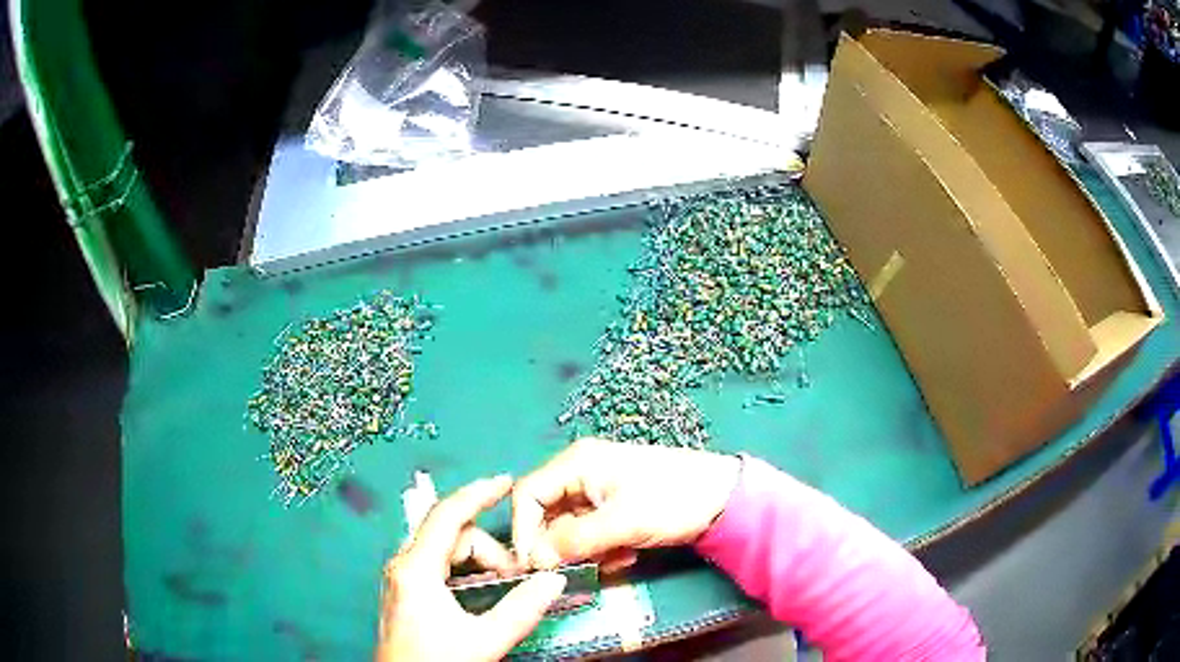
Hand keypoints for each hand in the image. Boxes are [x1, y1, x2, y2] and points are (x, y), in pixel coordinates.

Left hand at [376, 476, 567, 661]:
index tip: (507, 483)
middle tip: (517, 578)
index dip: (478, 494)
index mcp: (416, 568)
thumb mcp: (484, 640)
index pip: (448, 515)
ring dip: (478, 562)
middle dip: (488, 550)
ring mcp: (402, 578)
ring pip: (445, 550)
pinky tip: (481, 590)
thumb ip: (521, 610)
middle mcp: (404, 565)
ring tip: (503, 587)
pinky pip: (438, 565)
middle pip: (451, 535)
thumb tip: (553, 580)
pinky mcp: (405, 591)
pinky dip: (464, 570)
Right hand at [512, 439, 741, 571]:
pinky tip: (627, 556)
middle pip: (547, 513)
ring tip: (614, 560)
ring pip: (570, 527)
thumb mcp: (621, 523)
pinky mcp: (616, 507)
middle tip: (574, 570)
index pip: (529, 495)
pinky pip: (592, 532)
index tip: (533, 566)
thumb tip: (535, 560)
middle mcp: (582, 473)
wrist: (726, 498)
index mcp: (578, 463)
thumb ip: (573, 540)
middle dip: (559, 545)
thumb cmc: (672, 501)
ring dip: (584, 550)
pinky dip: (602, 548)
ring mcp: (600, 490)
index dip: (524, 531)